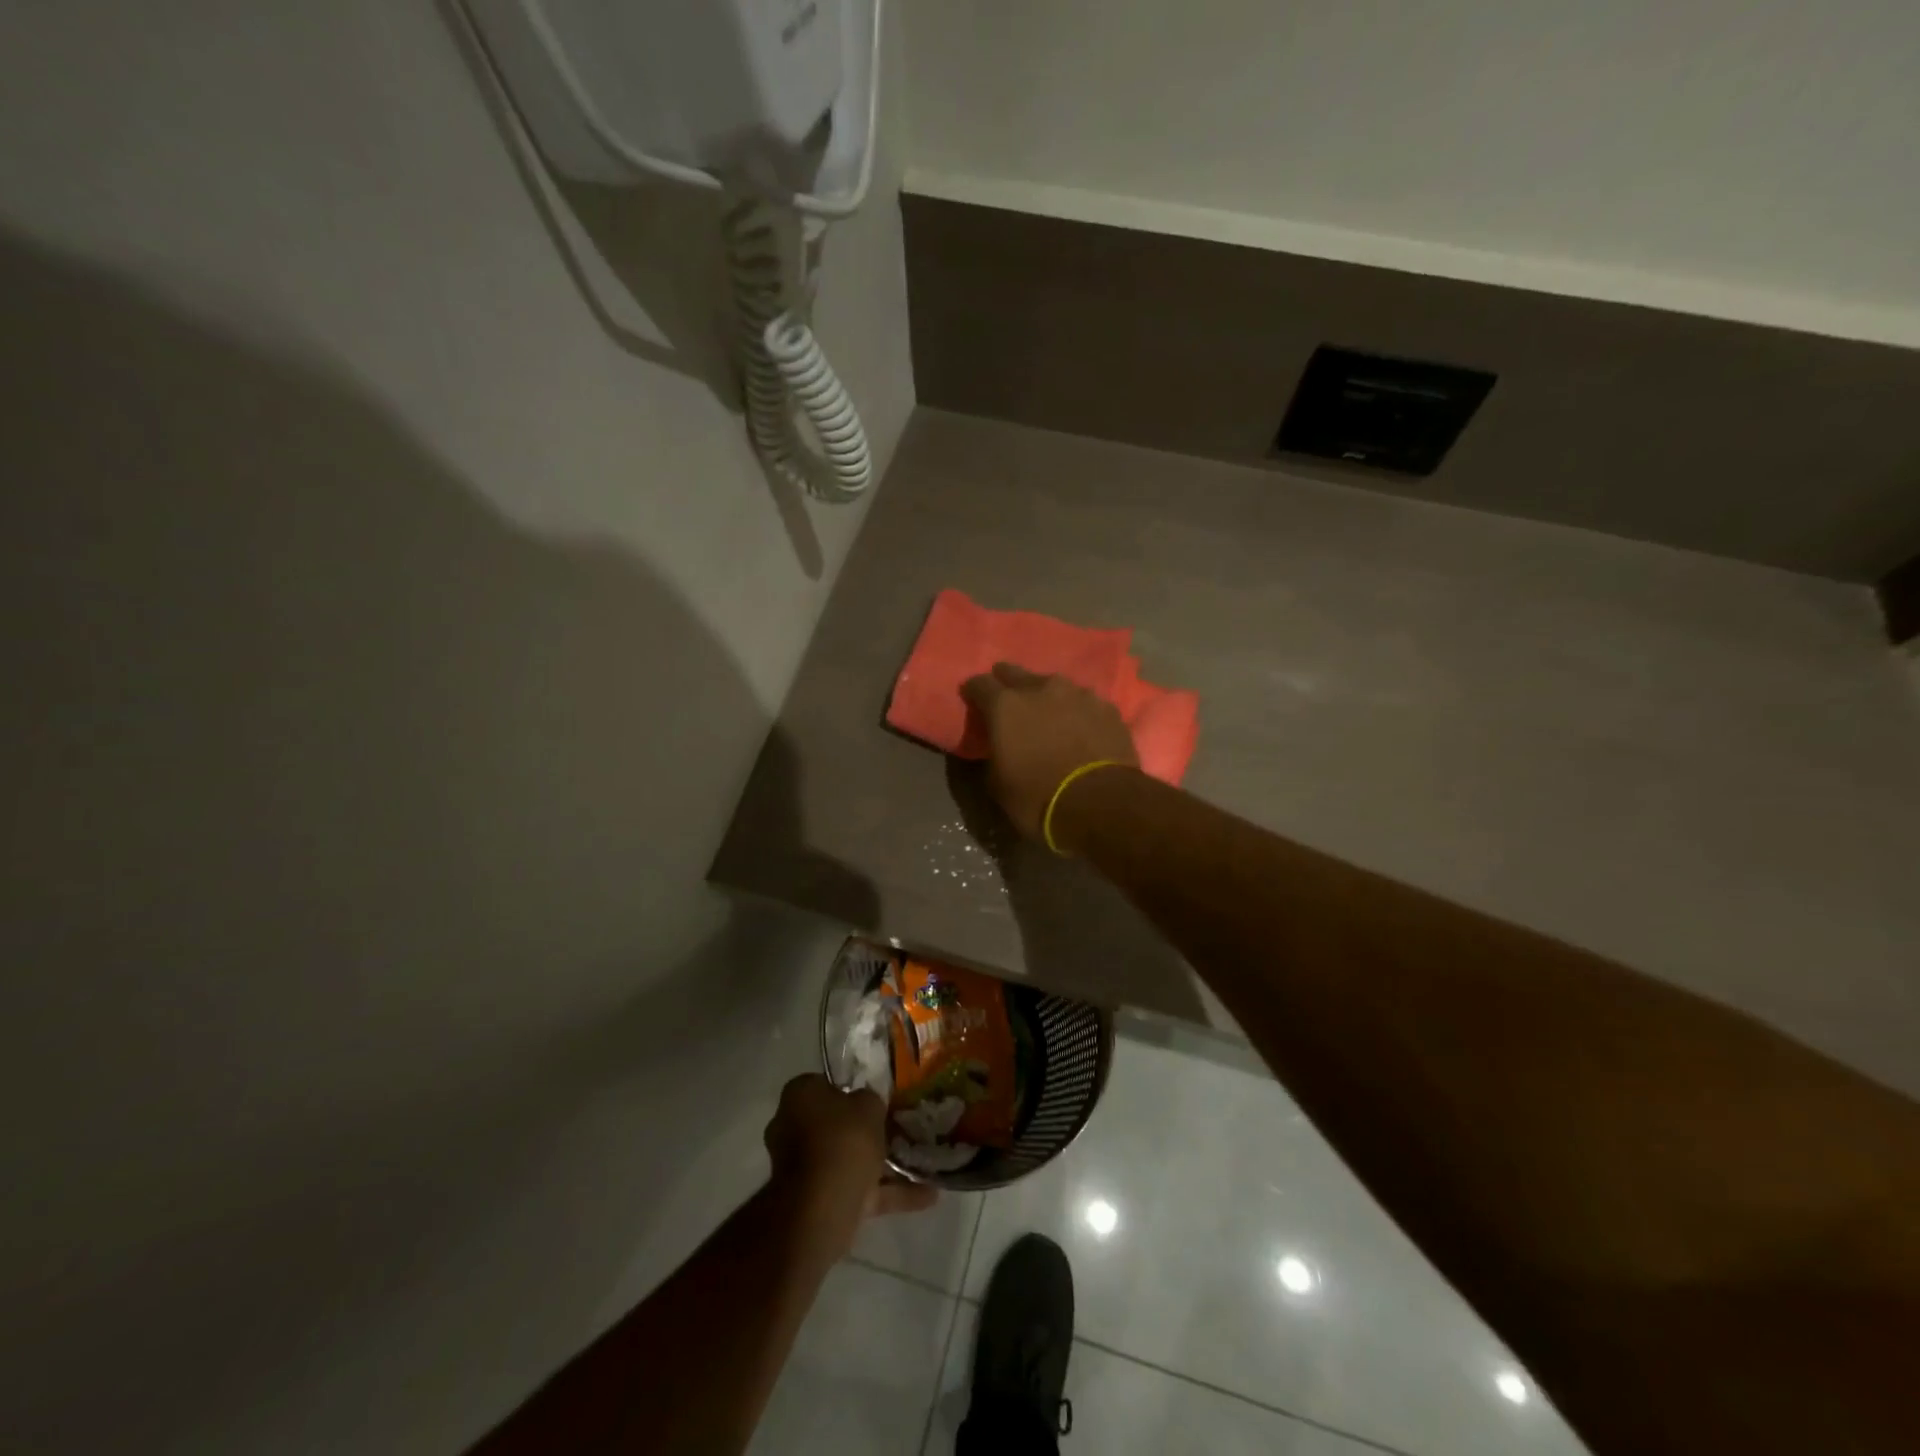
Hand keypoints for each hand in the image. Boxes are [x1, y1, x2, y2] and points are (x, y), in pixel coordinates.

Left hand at [765, 1074, 936, 1251]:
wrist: (822, 1207)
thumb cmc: (842, 1140)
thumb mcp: (868, 1105)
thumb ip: (869, 1100)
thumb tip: (865, 1105)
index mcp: (799, 1097)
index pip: (824, 1085)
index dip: (849, 1089)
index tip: (874, 1097)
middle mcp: (792, 1129)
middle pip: (834, 1124)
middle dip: (863, 1130)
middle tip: (897, 1128)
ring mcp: (803, 1169)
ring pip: (847, 1160)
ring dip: (881, 1166)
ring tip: (921, 1163)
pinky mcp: (819, 1202)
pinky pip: (858, 1191)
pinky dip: (888, 1194)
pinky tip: (927, 1196)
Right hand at [960, 663, 1138, 843]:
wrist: (1101, 806)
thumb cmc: (1038, 799)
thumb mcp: (998, 785)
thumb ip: (993, 754)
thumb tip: (998, 748)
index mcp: (1006, 705)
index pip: (979, 684)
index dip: (973, 693)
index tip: (973, 704)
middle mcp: (1041, 688)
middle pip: (1016, 674)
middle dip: (1008, 685)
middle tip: (1009, 706)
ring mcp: (1079, 694)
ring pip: (1054, 687)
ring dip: (1047, 700)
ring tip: (1049, 720)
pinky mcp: (1108, 708)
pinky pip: (1084, 704)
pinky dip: (1077, 713)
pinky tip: (1080, 731)